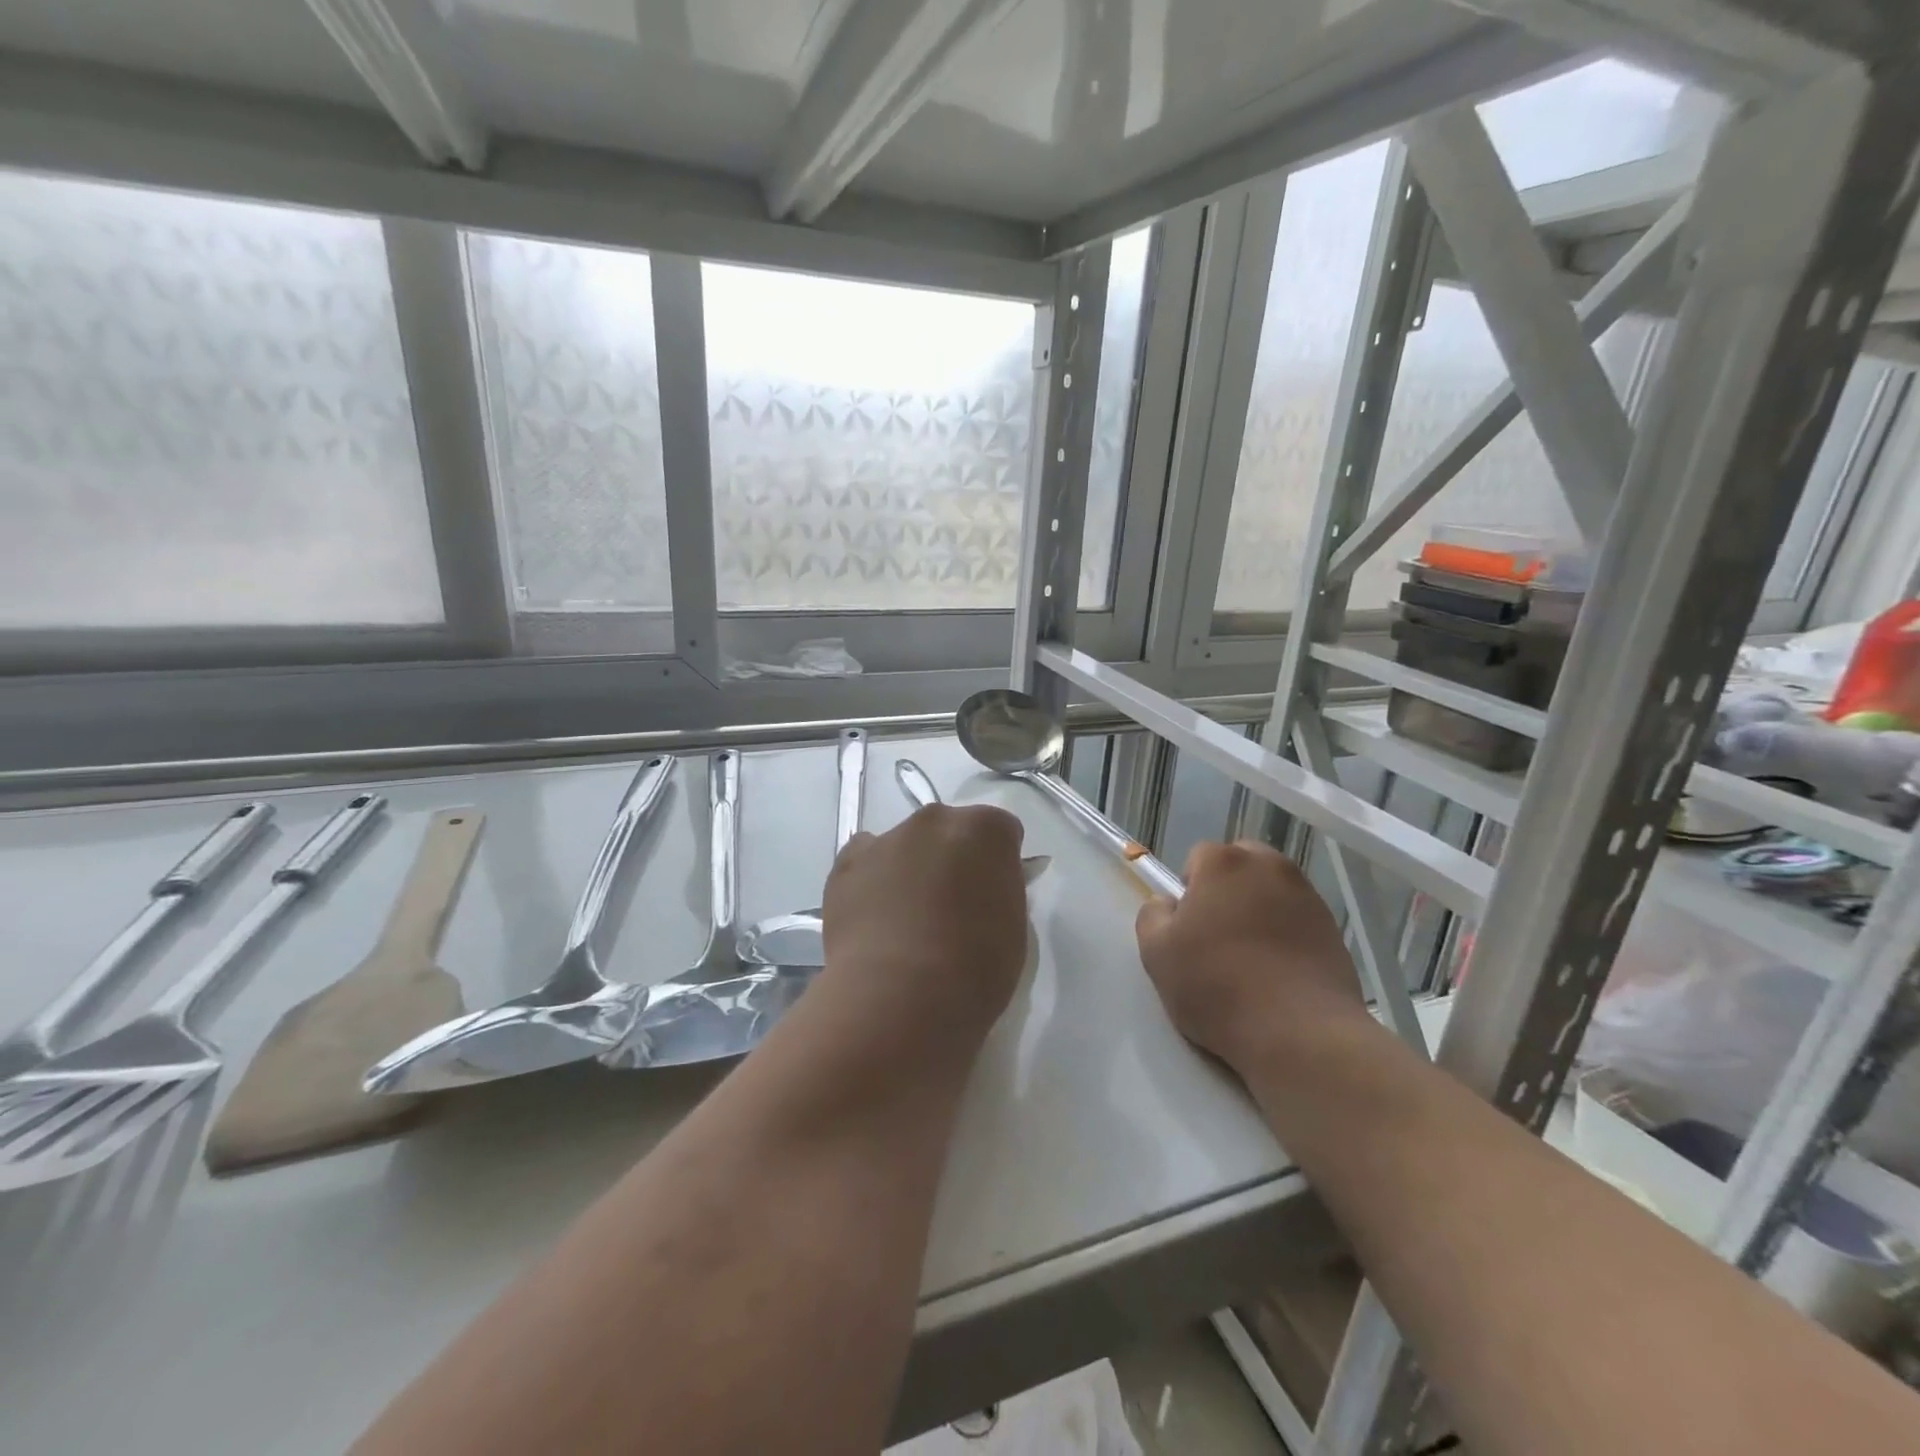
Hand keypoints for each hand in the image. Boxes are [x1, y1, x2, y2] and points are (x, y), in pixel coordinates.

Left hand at [820, 804, 1028, 1066]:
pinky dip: (870, 881)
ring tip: (905, 922)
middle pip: (949, 832)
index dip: (998, 863)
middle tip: (950, 906)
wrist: (900, 995)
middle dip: (952, 859)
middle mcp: (935, 821)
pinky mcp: (846, 863)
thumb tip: (984, 887)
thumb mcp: (1013, 926)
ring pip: (905, 846)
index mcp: (985, 830)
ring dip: (910, 869)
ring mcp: (887, 838)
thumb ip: (998, 890)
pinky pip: (865, 861)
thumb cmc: (974, 968)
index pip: (1001, 832)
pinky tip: (874, 919)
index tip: (992, 894)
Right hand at [1136, 841, 1364, 1071]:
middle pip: (1240, 864)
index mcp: (1224, 863)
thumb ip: (1153, 915)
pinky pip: (1297, 918)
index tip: (1189, 926)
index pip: (1198, 857)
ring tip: (1251, 957)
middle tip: (1218, 935)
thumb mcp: (1157, 954)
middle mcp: (1269, 866)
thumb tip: (1168, 904)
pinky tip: (1279, 972)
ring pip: (1271, 890)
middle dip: (1227, 889)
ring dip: (1258, 909)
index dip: (1189, 889)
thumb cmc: (1218, 986)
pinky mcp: (1333, 928)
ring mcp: (1307, 896)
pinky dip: (1286, 933)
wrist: (1300, 1033)